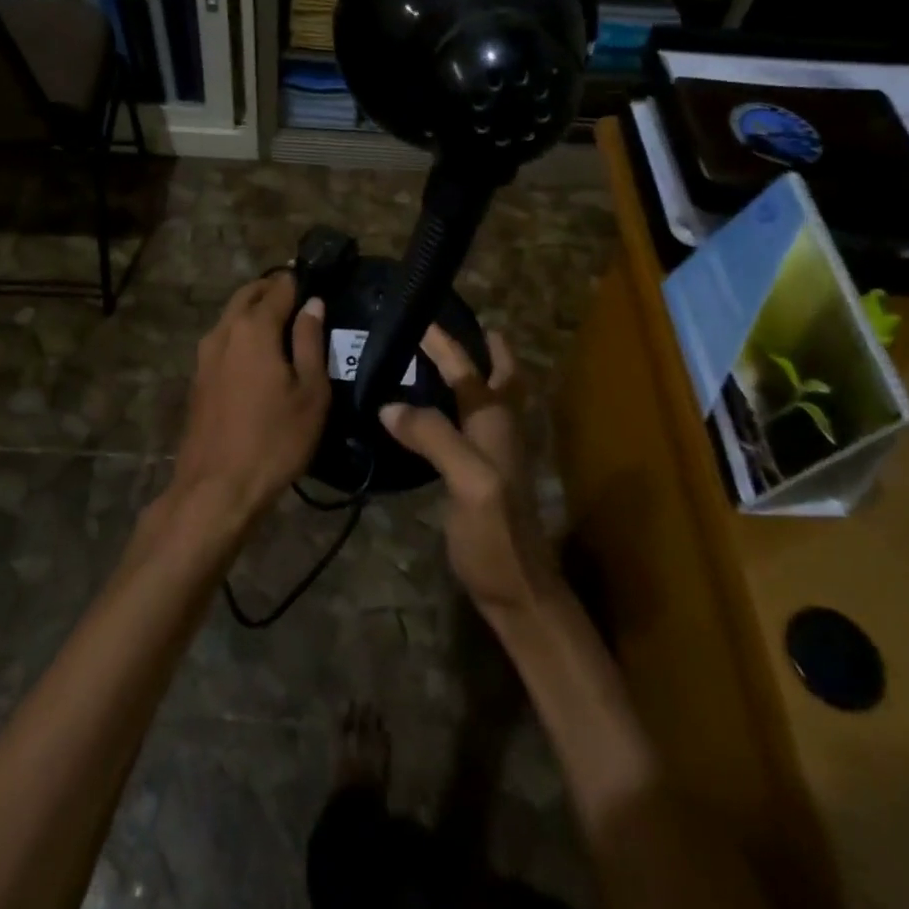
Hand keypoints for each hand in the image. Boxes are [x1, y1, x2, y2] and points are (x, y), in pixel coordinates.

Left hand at [170, 272, 329, 531]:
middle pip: (249, 293)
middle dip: (274, 289)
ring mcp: (205, 354)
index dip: (301, 281)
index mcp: (254, 327)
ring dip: (256, 310)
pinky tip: (261, 354)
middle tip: (303, 300)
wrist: (217, 488)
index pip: (280, 286)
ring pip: (232, 315)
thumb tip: (314, 304)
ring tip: (286, 326)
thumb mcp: (310, 392)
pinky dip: (242, 333)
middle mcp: (224, 331)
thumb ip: (311, 341)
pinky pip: (224, 339)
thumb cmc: (275, 439)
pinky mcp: (198, 377)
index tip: (321, 284)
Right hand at [381, 326, 561, 620]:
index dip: (445, 343)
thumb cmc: (495, 534)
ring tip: (446, 358)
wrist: (518, 591)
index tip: (420, 317)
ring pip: (490, 397)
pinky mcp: (484, 475)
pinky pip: (473, 423)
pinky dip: (460, 404)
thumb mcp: (467, 481)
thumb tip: (390, 404)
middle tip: (455, 328)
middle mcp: (501, 429)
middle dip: (483, 347)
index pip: (469, 369)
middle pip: (499, 376)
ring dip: (475, 372)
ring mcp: (497, 453)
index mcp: (496, 421)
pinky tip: (439, 412)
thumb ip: (433, 436)